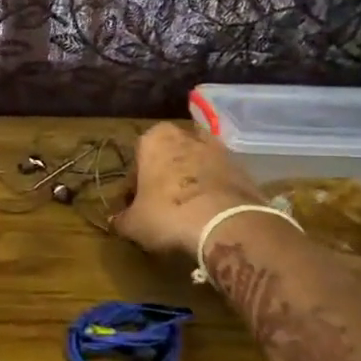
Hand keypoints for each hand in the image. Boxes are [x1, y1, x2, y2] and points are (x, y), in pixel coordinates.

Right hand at [111, 122, 264, 258]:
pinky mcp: (244, 168)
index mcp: (154, 139)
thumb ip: (122, 219)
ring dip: (191, 182)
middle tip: (160, 206)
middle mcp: (186, 135)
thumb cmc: (169, 215)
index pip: (137, 159)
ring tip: (187, 213)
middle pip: (169, 156)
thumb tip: (117, 221)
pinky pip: (220, 179)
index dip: (134, 185)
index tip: (135, 205)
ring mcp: (219, 149)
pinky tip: (209, 216)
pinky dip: (213, 192)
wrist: (227, 224)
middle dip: (164, 176)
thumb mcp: (134, 224)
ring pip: (196, 165)